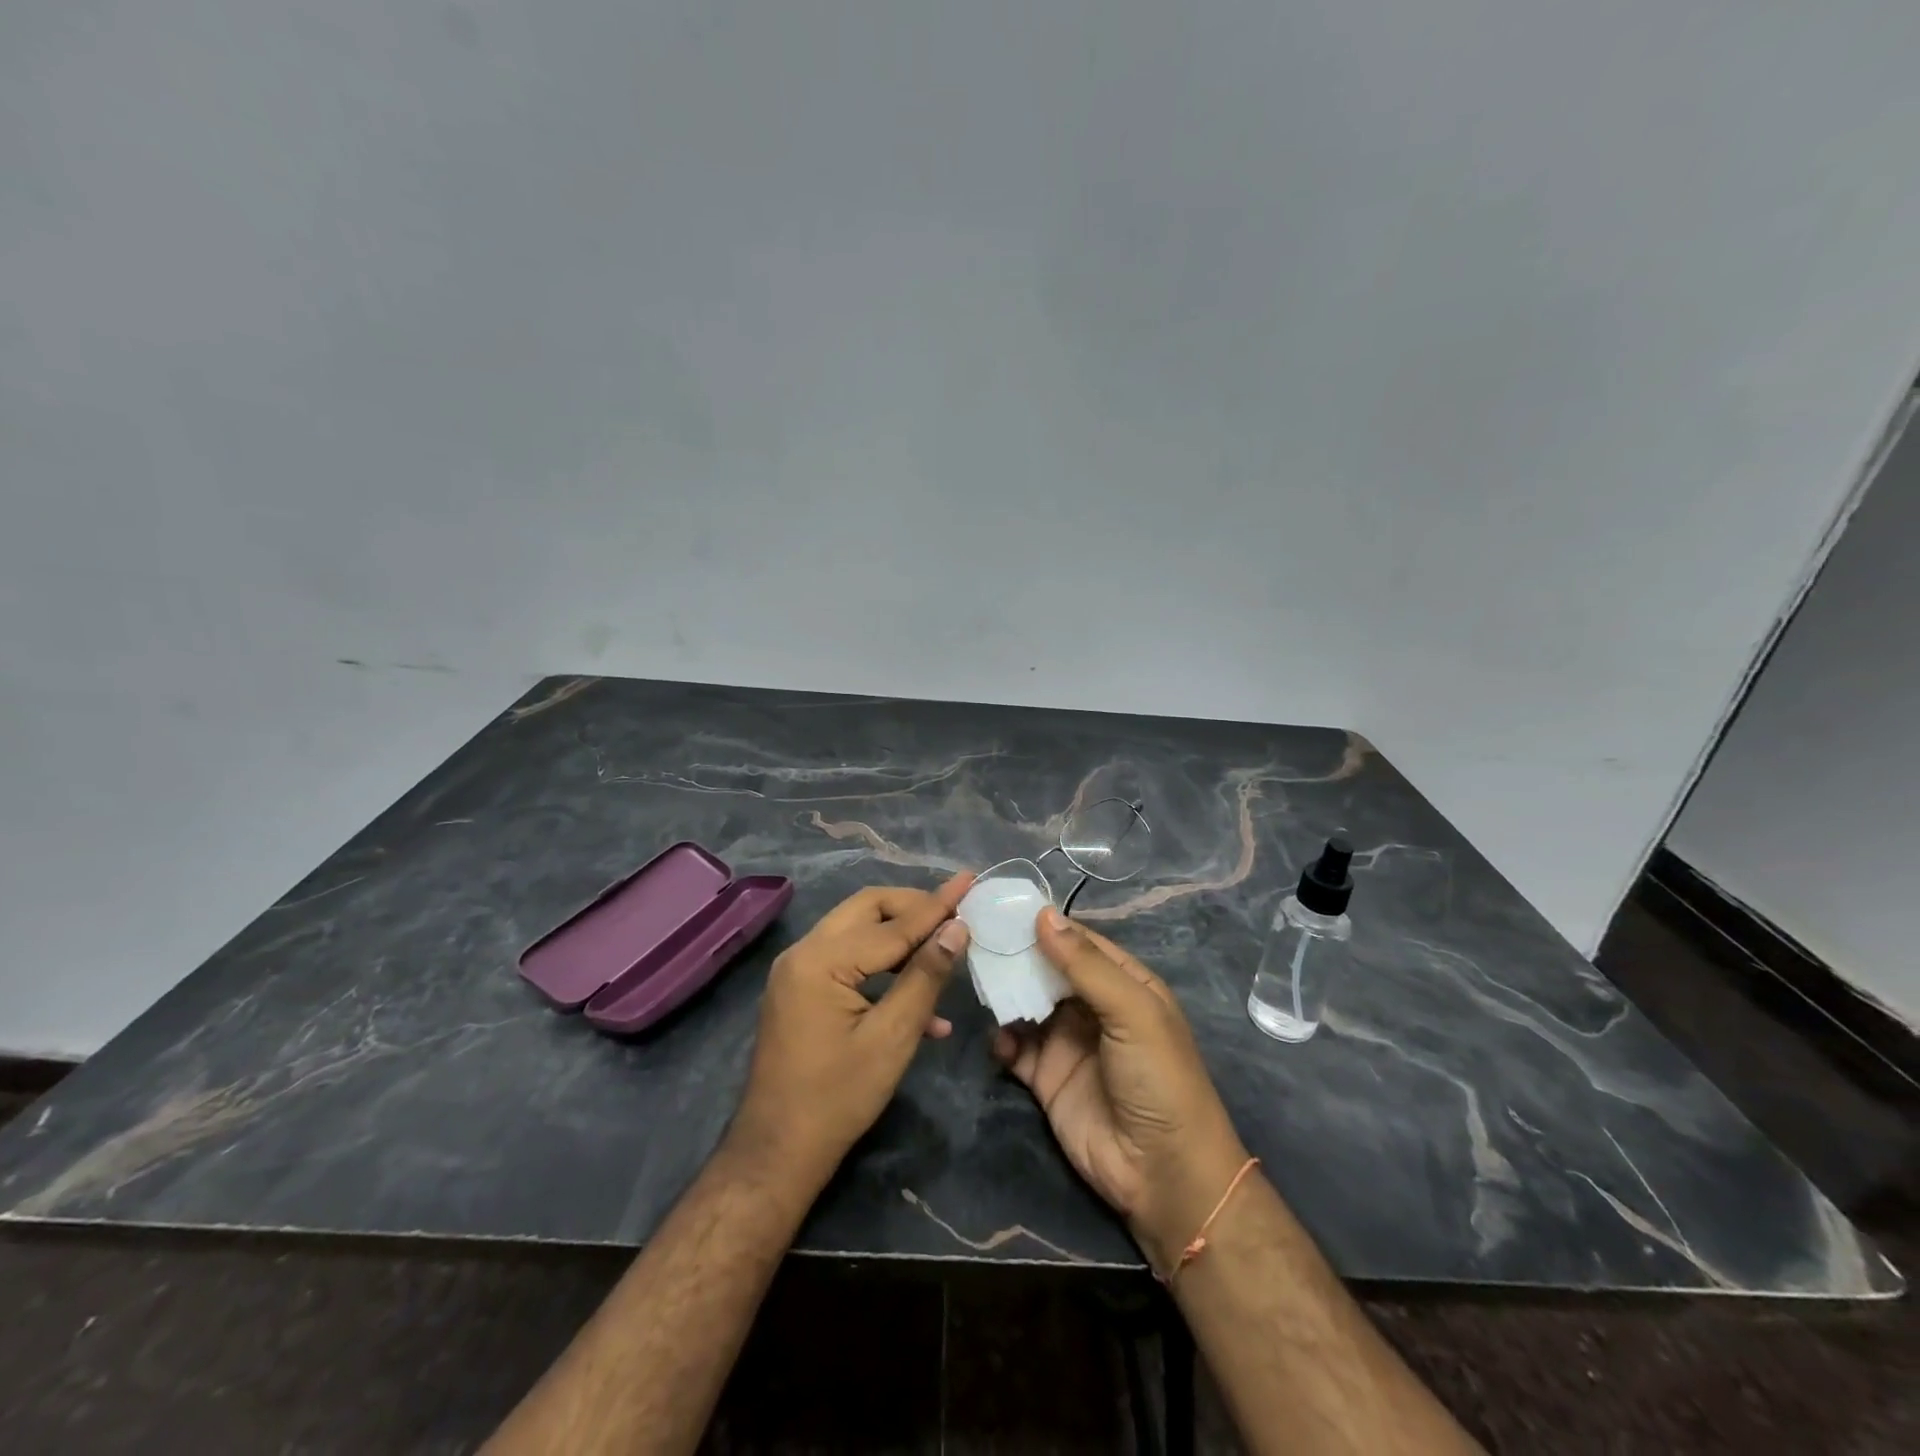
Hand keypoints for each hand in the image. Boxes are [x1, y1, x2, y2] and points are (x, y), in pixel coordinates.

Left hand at [729, 873, 973, 1187]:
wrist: (778, 1151)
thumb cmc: (838, 1098)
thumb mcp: (893, 1038)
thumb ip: (925, 976)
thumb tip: (957, 929)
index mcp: (821, 960)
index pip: (892, 924)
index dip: (936, 906)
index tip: (969, 880)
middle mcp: (803, 952)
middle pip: (868, 909)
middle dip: (915, 908)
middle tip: (956, 913)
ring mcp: (798, 970)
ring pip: (859, 931)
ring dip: (902, 938)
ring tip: (945, 949)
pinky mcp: (801, 989)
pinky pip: (848, 961)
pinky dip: (883, 969)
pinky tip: (923, 1005)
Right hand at [993, 908, 1249, 1273]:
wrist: (1163, 1175)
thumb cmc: (1159, 1079)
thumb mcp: (1132, 1012)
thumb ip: (1085, 965)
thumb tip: (1043, 914)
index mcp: (1123, 983)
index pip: (1079, 941)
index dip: (1045, 924)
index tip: (1003, 905)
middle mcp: (1092, 1006)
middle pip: (1047, 969)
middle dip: (1017, 954)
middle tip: (977, 937)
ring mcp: (1067, 1041)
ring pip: (1027, 1003)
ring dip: (1005, 992)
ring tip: (979, 980)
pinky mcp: (1046, 1077)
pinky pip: (1015, 1047)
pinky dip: (1001, 1038)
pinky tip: (997, 1037)